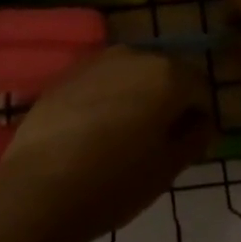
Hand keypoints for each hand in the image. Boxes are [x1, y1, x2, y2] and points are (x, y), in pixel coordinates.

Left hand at [0, 48, 212, 241]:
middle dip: (168, 101)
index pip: (200, 88)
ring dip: (136, 96)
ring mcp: (97, 60)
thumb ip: (194, 137)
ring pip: (131, 74)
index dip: (199, 117)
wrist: (40, 186)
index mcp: (167, 74)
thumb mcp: (168, 168)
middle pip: (165, 74)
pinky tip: (93, 131)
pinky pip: (101, 81)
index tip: (188, 146)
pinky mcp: (67, 73)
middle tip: (158, 142)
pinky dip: (106, 97)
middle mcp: (134, 55)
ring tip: (123, 137)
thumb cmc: (115, 181)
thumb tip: (200, 122)